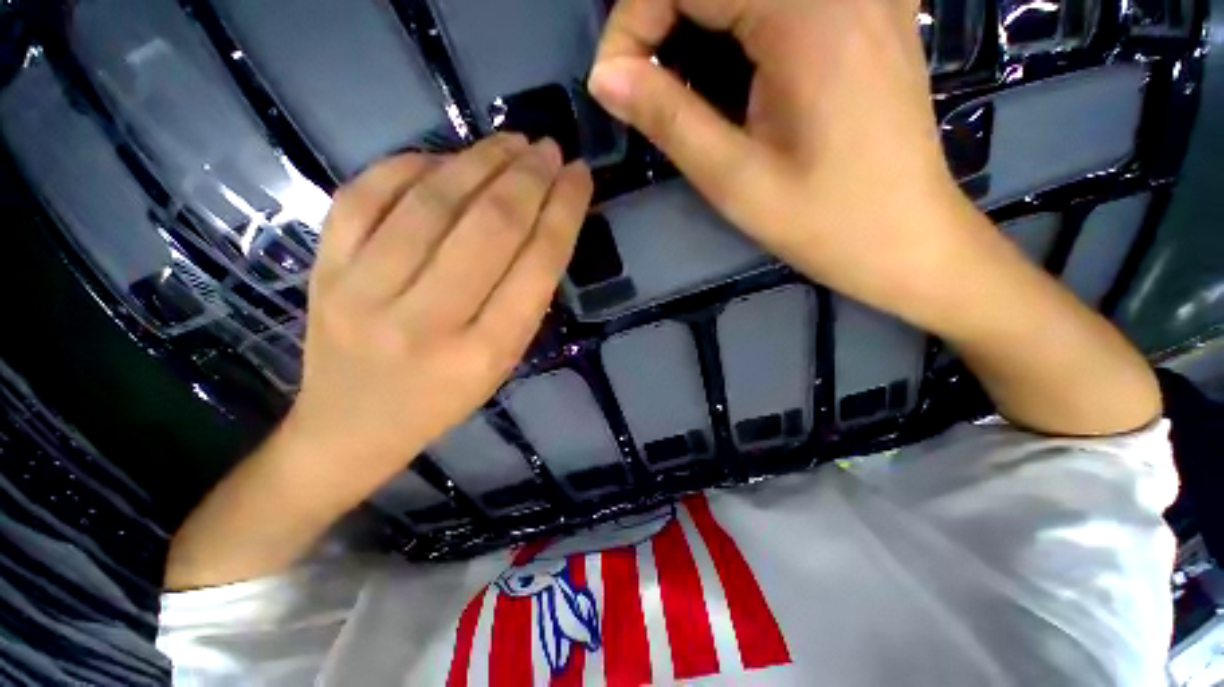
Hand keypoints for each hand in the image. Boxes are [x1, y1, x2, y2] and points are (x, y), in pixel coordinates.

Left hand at [284, 134, 592, 505]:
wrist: (350, 426)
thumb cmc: (442, 401)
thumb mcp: (502, 363)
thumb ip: (525, 298)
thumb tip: (541, 223)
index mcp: (483, 354)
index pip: (535, 267)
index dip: (563, 213)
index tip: (581, 177)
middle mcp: (425, 322)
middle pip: (488, 228)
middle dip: (529, 179)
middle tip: (550, 149)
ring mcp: (363, 292)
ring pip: (430, 203)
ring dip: (479, 160)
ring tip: (511, 142)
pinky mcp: (323, 270)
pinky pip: (366, 195)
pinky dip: (411, 164)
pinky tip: (445, 158)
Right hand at [588, 0, 982, 326]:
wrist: (906, 237)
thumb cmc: (821, 221)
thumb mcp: (732, 179)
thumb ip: (667, 117)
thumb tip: (606, 78)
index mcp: (808, 14)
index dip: (632, 22)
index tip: (614, 85)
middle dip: (659, 15)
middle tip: (640, 80)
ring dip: (694, 19)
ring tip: (674, 75)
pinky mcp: (870, 8)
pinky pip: (782, 0)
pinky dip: (735, 21)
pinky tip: (730, 61)